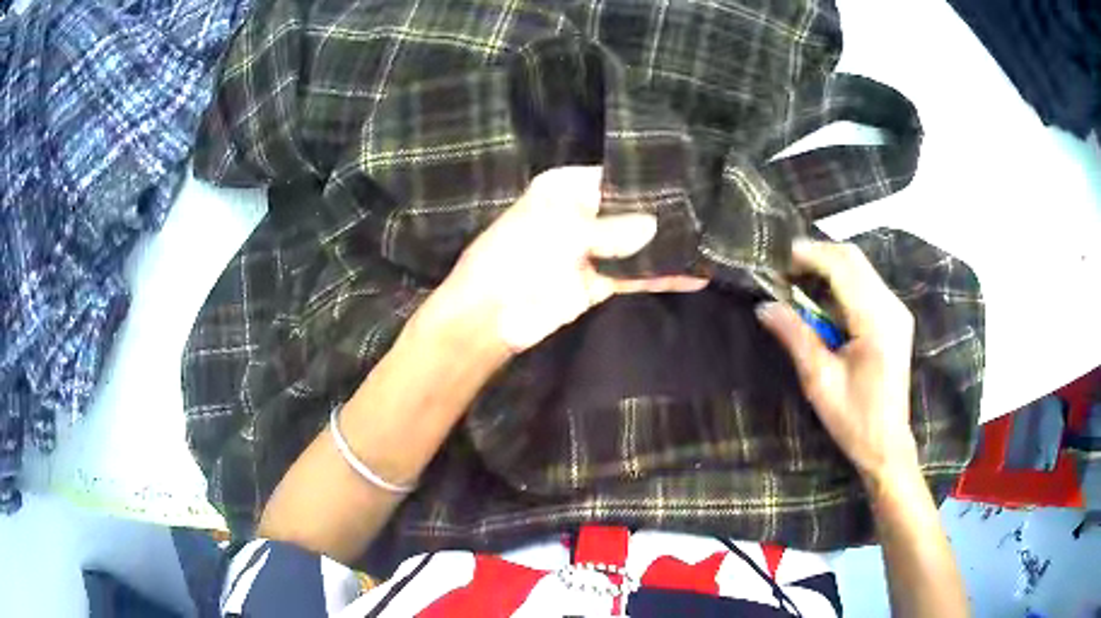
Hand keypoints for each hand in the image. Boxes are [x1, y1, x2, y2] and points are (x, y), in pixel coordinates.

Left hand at [423, 166, 706, 354]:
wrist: (492, 316)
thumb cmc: (519, 256)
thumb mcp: (566, 231)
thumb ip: (615, 228)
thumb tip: (657, 226)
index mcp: (566, 188)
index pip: (615, 175)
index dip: (647, 179)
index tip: (688, 179)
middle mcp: (582, 212)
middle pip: (630, 209)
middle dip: (663, 213)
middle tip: (709, 210)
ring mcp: (592, 248)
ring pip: (636, 243)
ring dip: (667, 246)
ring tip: (710, 240)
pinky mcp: (600, 281)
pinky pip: (635, 274)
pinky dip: (661, 276)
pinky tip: (695, 274)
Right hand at [755, 240, 917, 484]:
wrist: (887, 444)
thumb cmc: (854, 419)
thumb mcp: (819, 380)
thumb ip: (795, 336)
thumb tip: (764, 306)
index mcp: (876, 320)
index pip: (842, 267)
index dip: (810, 255)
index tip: (779, 257)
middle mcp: (891, 306)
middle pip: (853, 258)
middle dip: (818, 255)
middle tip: (785, 268)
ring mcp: (896, 310)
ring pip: (860, 267)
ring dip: (828, 266)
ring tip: (797, 280)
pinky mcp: (894, 317)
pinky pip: (866, 283)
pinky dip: (841, 280)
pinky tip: (821, 297)